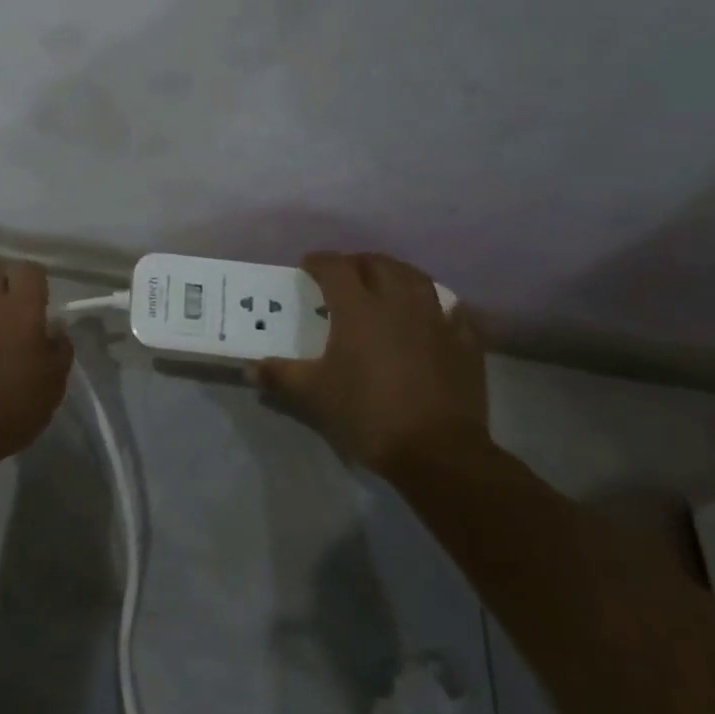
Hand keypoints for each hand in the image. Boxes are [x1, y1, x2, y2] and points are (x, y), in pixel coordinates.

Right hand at [255, 252, 487, 472]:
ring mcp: (436, 320)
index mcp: (358, 308)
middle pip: (378, 264)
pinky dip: (437, 305)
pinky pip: (452, 310)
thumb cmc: (367, 414)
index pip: (335, 267)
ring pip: (417, 278)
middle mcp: (397, 302)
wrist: (437, 451)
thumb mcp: (313, 395)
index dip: (318, 262)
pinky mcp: (464, 342)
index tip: (306, 268)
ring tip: (385, 285)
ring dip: (397, 274)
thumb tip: (250, 368)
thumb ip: (279, 375)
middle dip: (357, 263)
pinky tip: (432, 313)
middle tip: (343, 276)